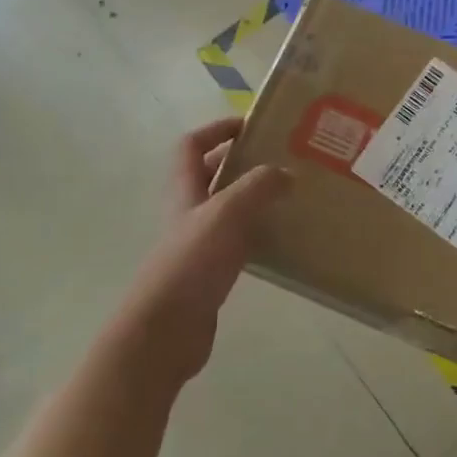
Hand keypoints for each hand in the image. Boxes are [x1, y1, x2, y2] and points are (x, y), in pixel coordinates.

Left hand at [125, 119, 288, 384]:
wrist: (166, 330)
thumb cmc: (192, 262)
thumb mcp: (228, 213)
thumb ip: (258, 187)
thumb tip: (286, 173)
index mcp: (185, 189)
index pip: (192, 145)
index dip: (217, 129)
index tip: (251, 126)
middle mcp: (188, 210)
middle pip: (210, 174)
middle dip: (241, 162)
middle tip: (281, 159)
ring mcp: (197, 242)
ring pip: (226, 207)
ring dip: (253, 197)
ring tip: (290, 194)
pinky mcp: (209, 271)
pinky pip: (236, 239)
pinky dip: (257, 232)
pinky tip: (282, 237)